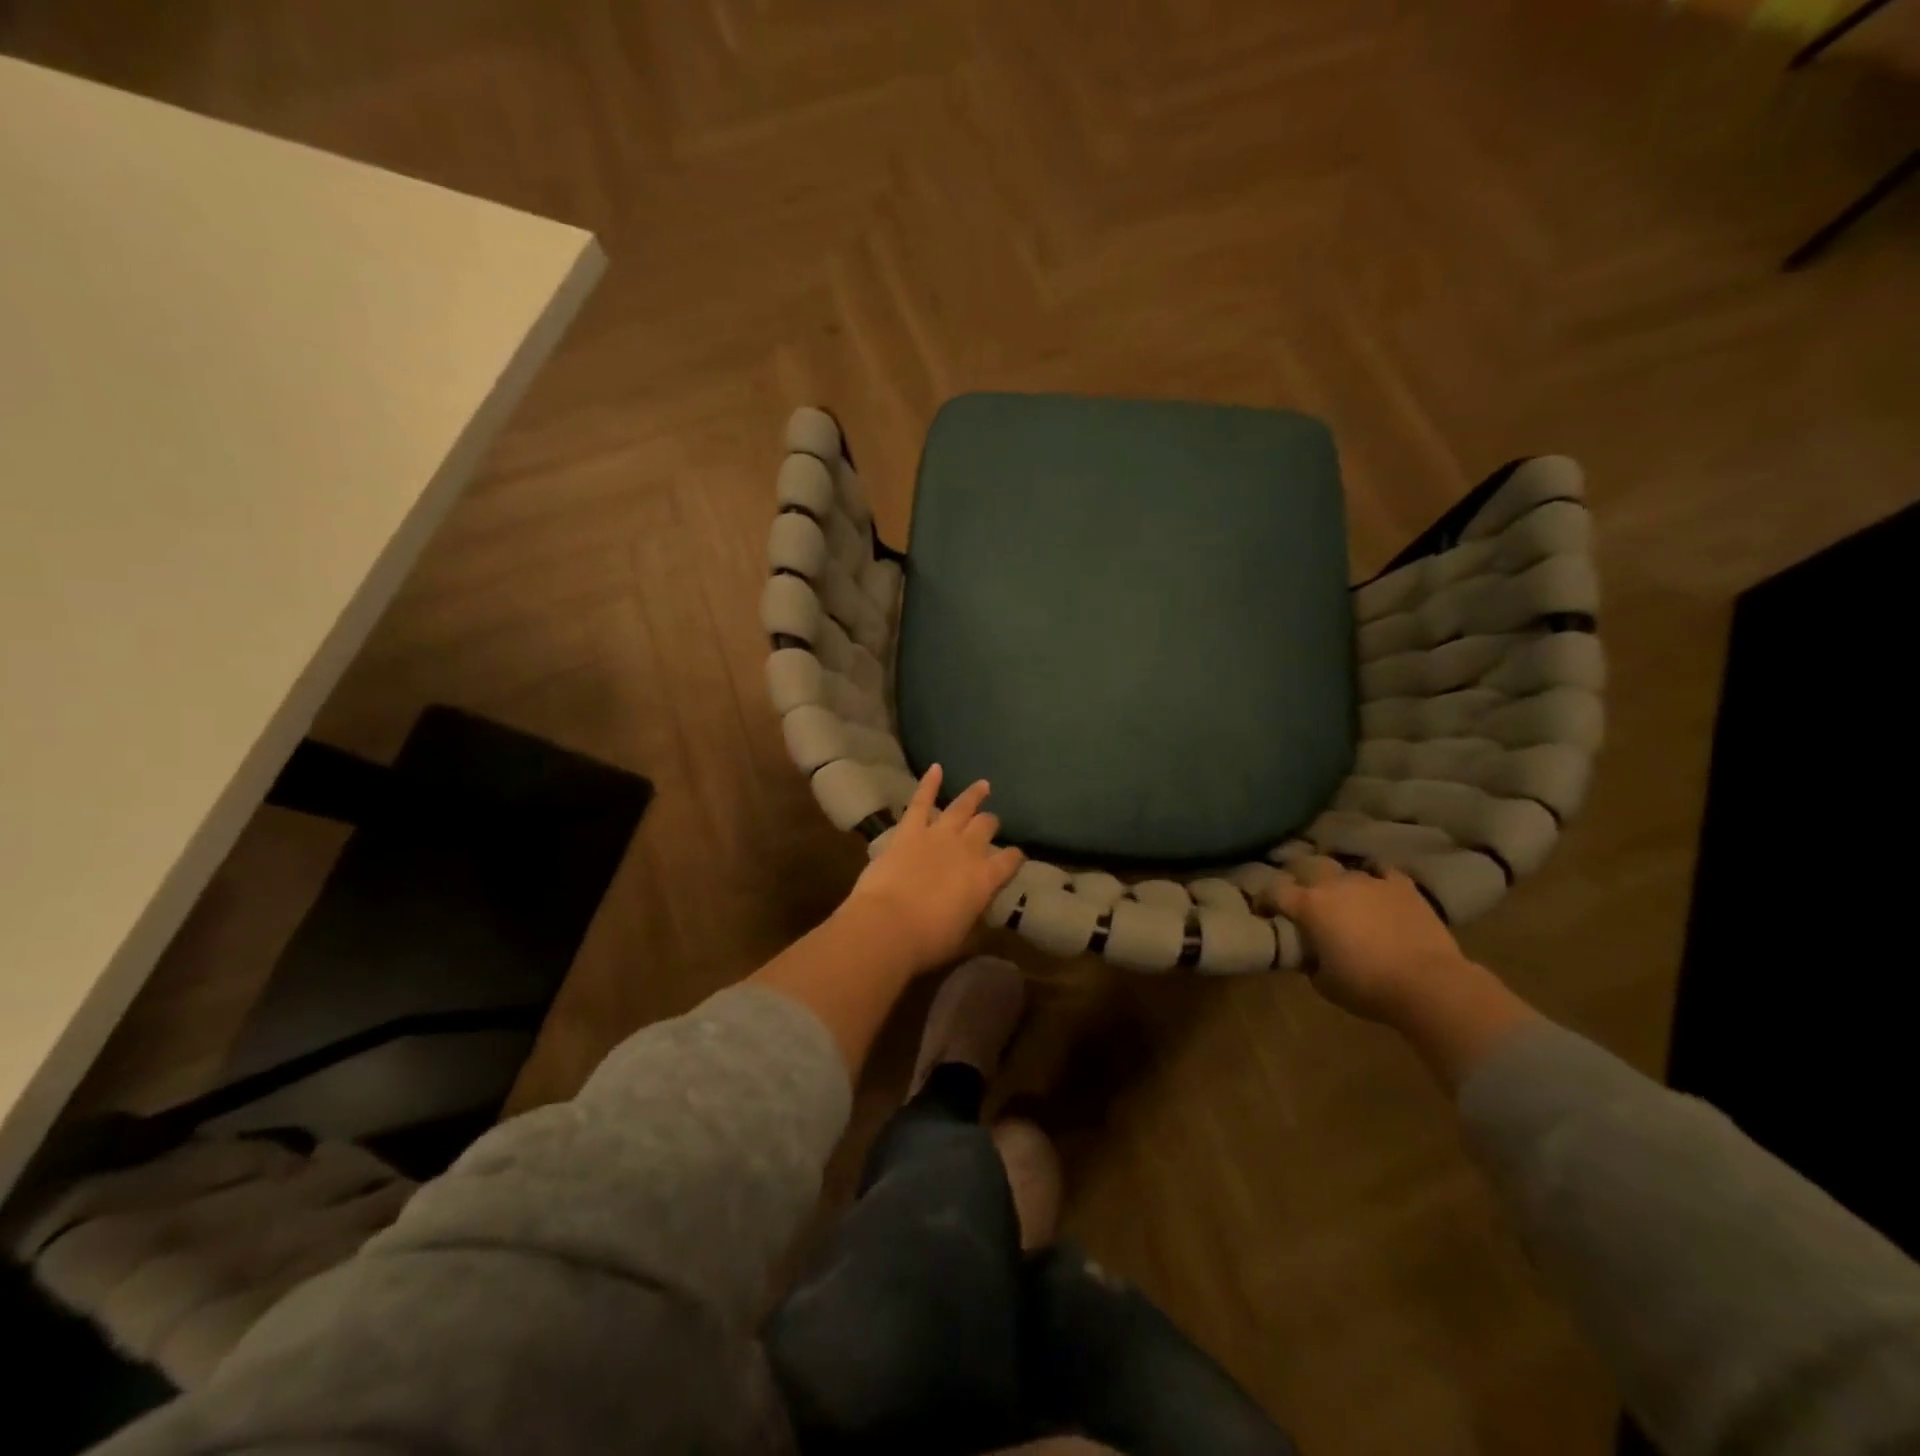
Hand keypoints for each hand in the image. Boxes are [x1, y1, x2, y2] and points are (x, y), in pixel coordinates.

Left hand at [843, 765, 1025, 975]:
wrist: (888, 926)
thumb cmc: (927, 941)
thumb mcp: (962, 939)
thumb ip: (975, 923)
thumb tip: (981, 918)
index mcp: (985, 879)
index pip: (1009, 861)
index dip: (1013, 858)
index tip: (1014, 857)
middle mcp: (968, 850)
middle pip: (986, 827)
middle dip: (990, 824)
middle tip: (991, 823)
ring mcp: (938, 835)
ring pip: (961, 808)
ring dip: (973, 795)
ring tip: (983, 785)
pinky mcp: (909, 830)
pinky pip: (921, 801)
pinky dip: (929, 783)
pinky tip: (936, 768)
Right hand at [1267, 856, 1475, 1023]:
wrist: (1429, 984)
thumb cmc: (1368, 986)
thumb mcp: (1324, 982)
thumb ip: (1310, 961)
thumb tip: (1310, 953)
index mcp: (1308, 906)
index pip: (1273, 891)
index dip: (1264, 899)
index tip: (1263, 910)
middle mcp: (1334, 884)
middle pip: (1306, 866)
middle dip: (1299, 877)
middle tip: (1301, 895)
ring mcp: (1369, 881)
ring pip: (1343, 870)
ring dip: (1338, 882)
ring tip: (1342, 895)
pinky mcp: (1402, 886)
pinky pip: (1382, 871)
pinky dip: (1375, 877)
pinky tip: (1377, 887)